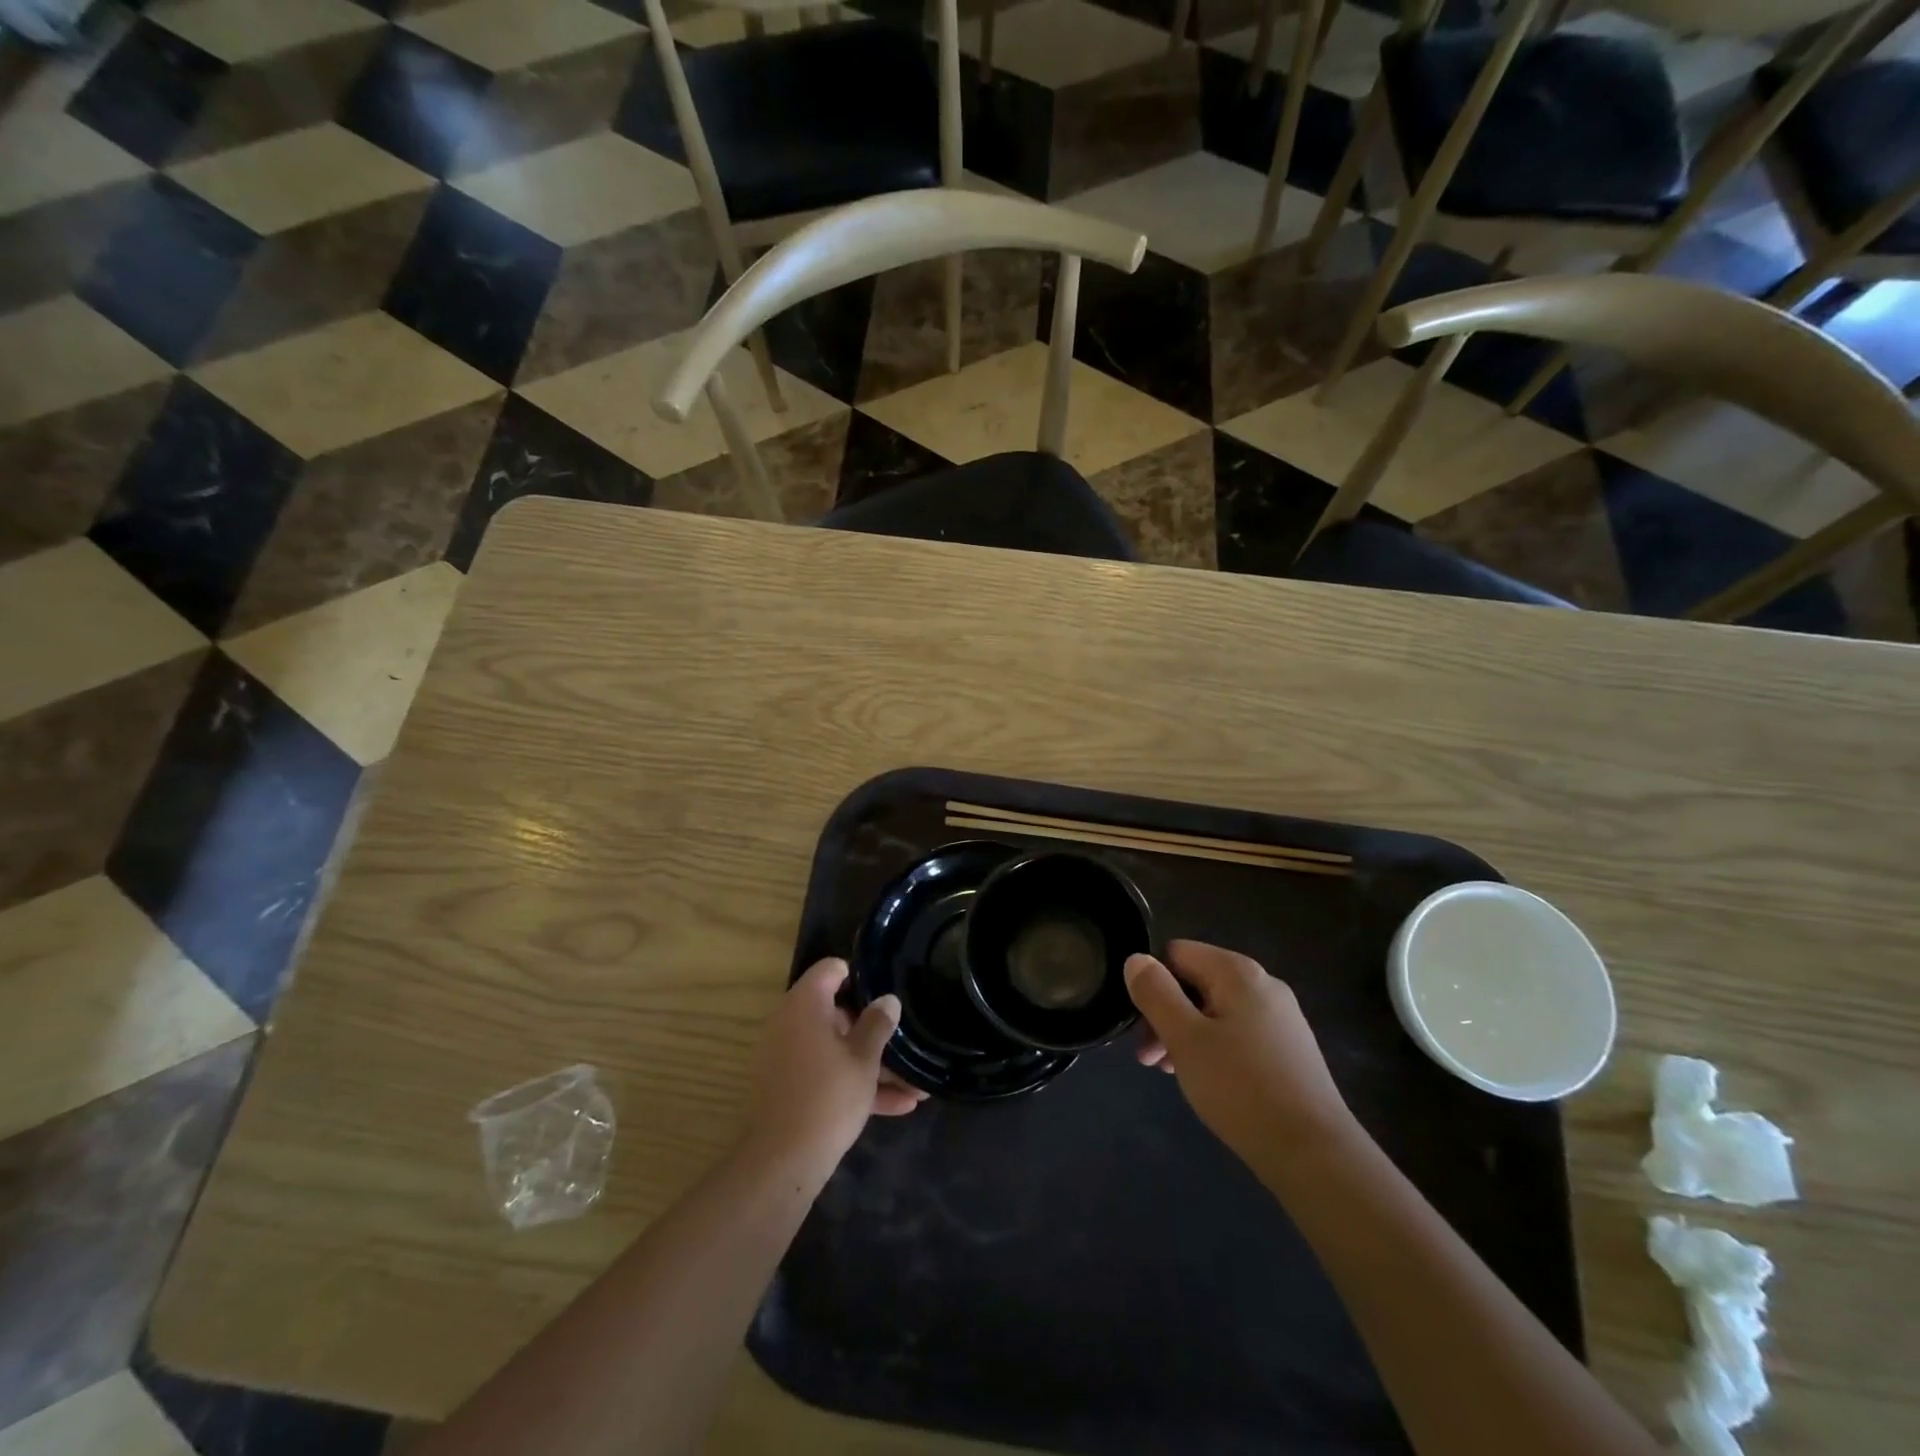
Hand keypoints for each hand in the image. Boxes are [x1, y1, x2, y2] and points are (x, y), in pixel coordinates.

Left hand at [743, 958, 925, 1168]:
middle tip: (904, 1041)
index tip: (885, 991)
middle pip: (835, 1012)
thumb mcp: (864, 1059)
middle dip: (872, 1028)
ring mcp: (786, 1057)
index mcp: (805, 1005)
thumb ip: (878, 1024)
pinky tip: (899, 1105)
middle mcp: (790, 1023)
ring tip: (915, 1082)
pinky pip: (825, 1074)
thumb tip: (888, 999)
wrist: (782, 1162)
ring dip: (871, 1063)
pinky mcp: (788, 1087)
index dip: (859, 975)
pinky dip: (854, 1083)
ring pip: (835, 1049)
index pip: (830, 970)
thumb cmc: (828, 1097)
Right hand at [1125, 940, 1354, 1169]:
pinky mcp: (1290, 1049)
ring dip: (1186, 1035)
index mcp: (1238, 971)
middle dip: (1166, 1015)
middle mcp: (1263, 984)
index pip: (1176, 953)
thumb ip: (1155, 993)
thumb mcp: (1184, 1038)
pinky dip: (1214, 1049)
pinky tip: (1209, 1082)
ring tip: (1173, 1074)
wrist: (1314, 1154)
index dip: (1151, 984)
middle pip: (1196, 982)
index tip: (1141, 1027)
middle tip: (1149, 1059)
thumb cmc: (1241, 1088)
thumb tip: (1136, 959)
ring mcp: (1281, 1017)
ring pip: (1215, 1011)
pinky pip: (1238, 1033)